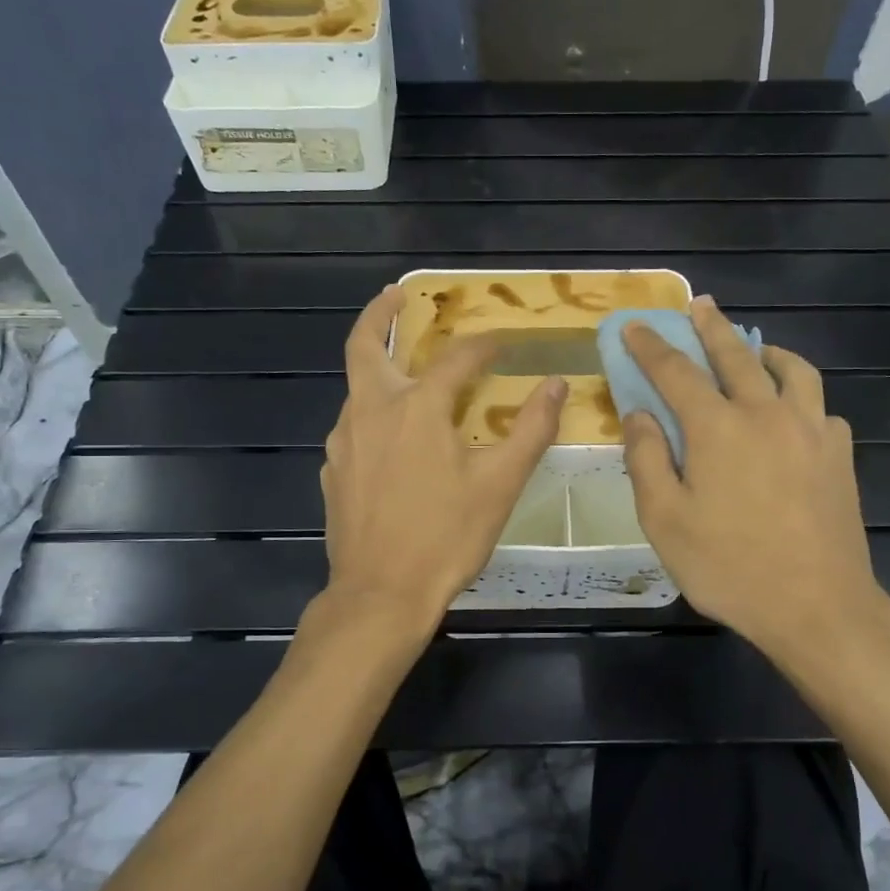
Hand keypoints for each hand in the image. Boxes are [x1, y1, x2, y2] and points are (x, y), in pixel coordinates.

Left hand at [321, 285, 565, 626]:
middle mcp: (371, 411)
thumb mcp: (500, 485)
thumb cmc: (446, 537)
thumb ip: (530, 429)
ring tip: (406, 371)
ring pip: (357, 389)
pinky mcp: (332, 471)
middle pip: (363, 346)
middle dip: (379, 314)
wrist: (380, 595)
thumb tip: (556, 385)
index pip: (455, 359)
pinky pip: (353, 428)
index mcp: (417, 407)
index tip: (502, 343)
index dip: (483, 346)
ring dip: (379, 369)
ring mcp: (344, 442)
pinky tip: (392, 438)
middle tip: (397, 295)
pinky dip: (372, 414)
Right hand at [621, 296, 889, 677]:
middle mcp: (765, 414)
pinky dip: (800, 397)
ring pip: (792, 370)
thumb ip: (647, 460)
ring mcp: (810, 431)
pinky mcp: (839, 455)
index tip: (635, 325)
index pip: (676, 371)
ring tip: (756, 349)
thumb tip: (639, 415)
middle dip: (712, 327)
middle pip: (736, 355)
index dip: (651, 346)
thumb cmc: (729, 566)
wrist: (817, 606)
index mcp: (717, 428)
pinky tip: (793, 414)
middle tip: (700, 304)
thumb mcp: (664, 520)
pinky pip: (819, 408)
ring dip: (766, 351)